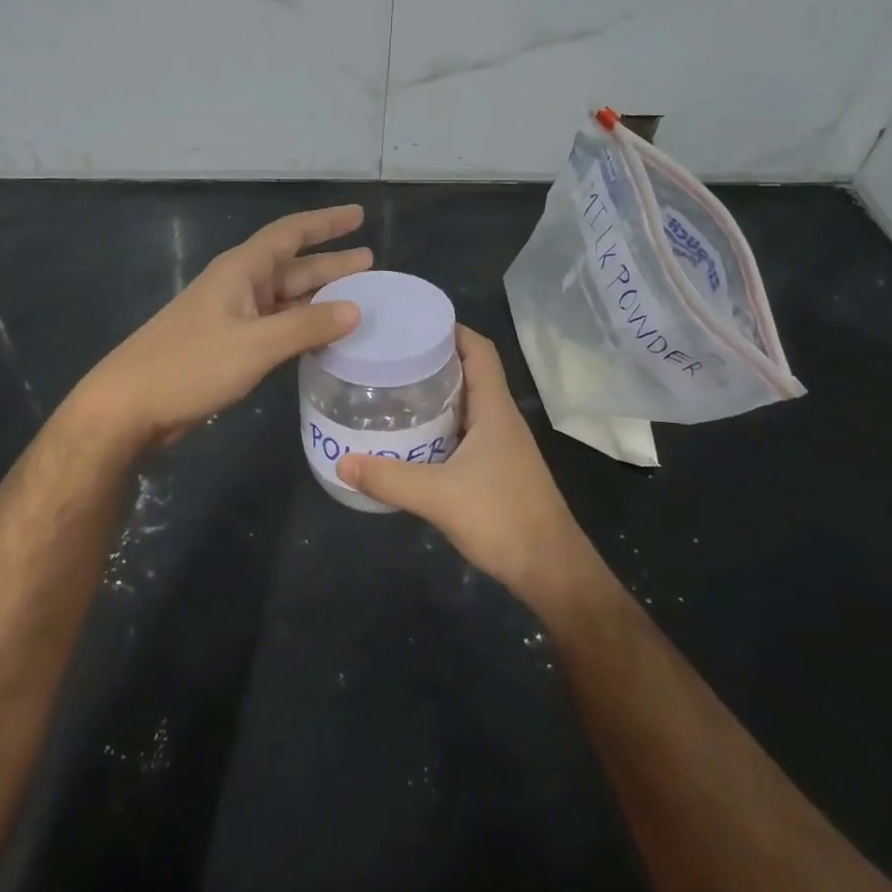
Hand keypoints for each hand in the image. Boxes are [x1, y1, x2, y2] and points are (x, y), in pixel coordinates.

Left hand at [78, 205, 370, 449]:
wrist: (130, 406)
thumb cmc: (191, 365)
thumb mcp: (255, 344)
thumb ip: (306, 326)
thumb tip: (355, 309)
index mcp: (241, 271)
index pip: (290, 234)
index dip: (325, 223)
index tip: (358, 215)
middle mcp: (238, 286)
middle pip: (292, 266)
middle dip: (331, 263)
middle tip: (370, 263)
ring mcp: (232, 316)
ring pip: (285, 298)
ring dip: (319, 298)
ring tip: (359, 300)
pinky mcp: (228, 345)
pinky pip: (275, 326)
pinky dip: (301, 326)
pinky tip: (323, 338)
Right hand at [338, 325, 596, 605]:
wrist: (550, 570)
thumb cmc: (502, 519)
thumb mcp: (438, 496)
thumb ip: (389, 478)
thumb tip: (342, 461)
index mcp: (494, 409)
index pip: (479, 350)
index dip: (451, 329)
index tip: (413, 321)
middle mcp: (500, 418)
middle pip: (469, 372)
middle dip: (433, 358)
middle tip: (389, 355)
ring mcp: (500, 445)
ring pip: (466, 403)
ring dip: (435, 393)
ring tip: (392, 388)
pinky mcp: (496, 468)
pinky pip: (463, 430)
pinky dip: (439, 423)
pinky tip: (411, 436)